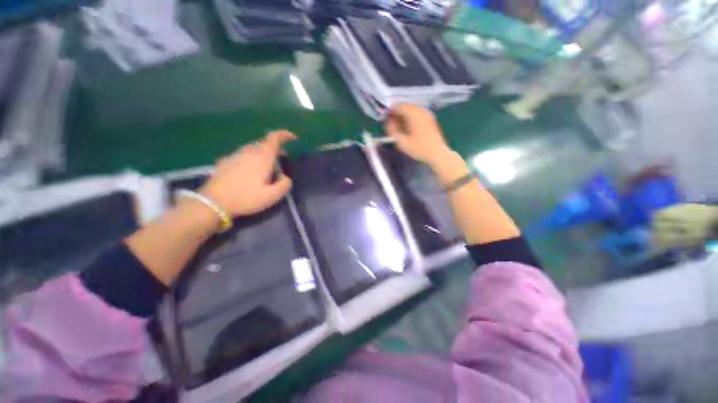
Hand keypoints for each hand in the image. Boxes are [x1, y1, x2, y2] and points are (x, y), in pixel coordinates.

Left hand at [199, 130, 295, 216]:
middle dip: (276, 148)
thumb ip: (284, 185)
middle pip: (264, 143)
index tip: (293, 138)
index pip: (274, 138)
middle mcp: (248, 152)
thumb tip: (285, 177)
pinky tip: (251, 171)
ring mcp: (235, 155)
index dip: (284, 135)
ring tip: (268, 166)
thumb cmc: (245, 198)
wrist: (213, 202)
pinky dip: (252, 158)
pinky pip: (244, 155)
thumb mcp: (272, 196)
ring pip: (253, 148)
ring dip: (264, 153)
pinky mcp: (226, 161)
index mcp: (262, 158)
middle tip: (283, 158)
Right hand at [385, 104, 452, 166]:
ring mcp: (427, 114)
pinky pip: (418, 113)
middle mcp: (420, 111)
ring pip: (412, 109)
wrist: (437, 153)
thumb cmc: (418, 148)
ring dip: (404, 114)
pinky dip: (411, 117)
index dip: (390, 110)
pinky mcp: (431, 119)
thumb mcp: (401, 141)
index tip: (385, 116)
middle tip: (391, 121)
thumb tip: (388, 122)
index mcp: (413, 114)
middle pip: (406, 106)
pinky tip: (409, 127)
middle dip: (397, 112)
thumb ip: (392, 130)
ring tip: (399, 125)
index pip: (399, 106)